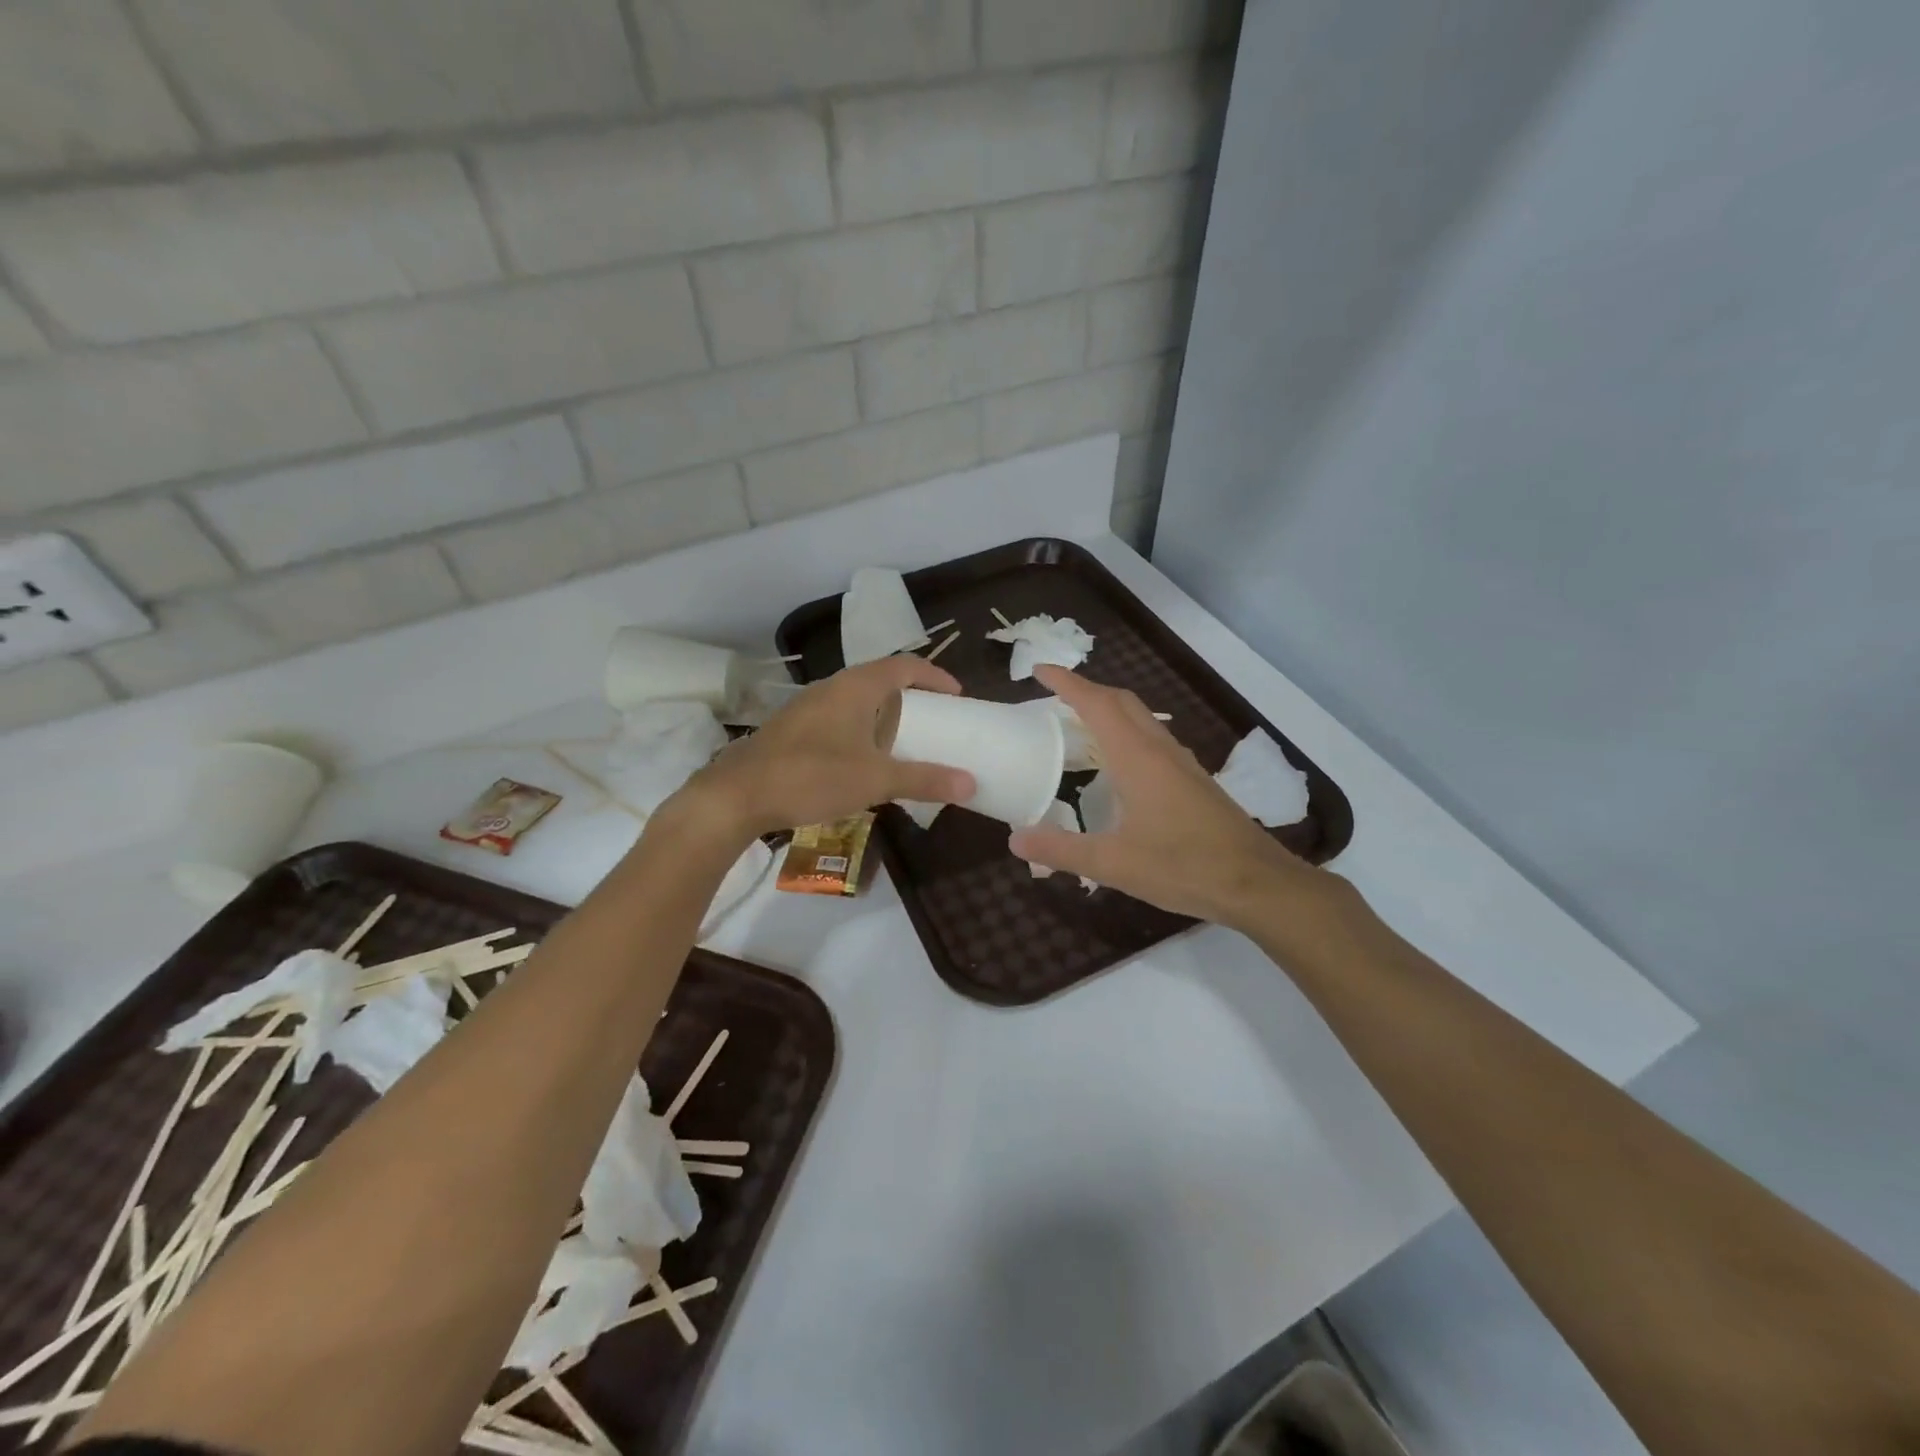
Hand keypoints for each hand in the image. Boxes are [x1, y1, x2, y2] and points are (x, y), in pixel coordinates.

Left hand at [671, 656, 976, 840]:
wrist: (737, 795)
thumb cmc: (812, 776)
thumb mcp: (875, 780)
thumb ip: (924, 779)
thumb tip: (971, 783)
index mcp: (856, 687)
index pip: (905, 665)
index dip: (935, 676)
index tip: (957, 696)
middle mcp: (832, 688)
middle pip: (881, 679)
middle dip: (911, 697)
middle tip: (935, 720)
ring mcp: (808, 707)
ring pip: (857, 700)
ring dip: (884, 715)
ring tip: (903, 742)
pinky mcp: (793, 729)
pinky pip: (838, 719)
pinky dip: (861, 730)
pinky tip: (862, 762)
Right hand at [1008, 666, 1344, 931]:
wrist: (1256, 883)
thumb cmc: (1183, 867)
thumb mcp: (1113, 864)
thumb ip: (1061, 850)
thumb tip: (1014, 840)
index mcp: (1137, 758)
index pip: (1096, 704)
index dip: (1066, 683)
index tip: (1039, 670)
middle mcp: (1160, 750)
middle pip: (1121, 702)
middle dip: (1086, 691)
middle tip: (1053, 697)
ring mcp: (1181, 764)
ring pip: (1141, 719)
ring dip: (1109, 710)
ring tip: (1079, 724)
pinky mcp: (1193, 780)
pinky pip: (1153, 739)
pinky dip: (1126, 733)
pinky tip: (1118, 763)